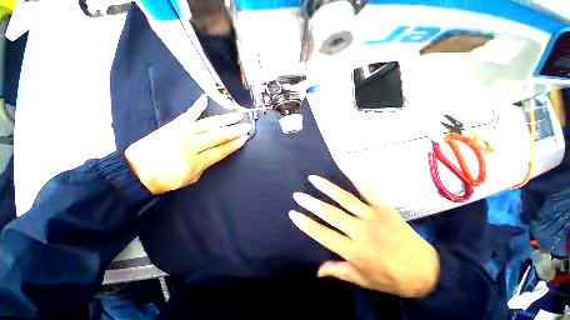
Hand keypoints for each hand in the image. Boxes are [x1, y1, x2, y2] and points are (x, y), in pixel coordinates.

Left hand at [124, 95, 250, 193]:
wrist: (134, 172)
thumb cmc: (164, 180)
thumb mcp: (190, 179)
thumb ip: (205, 165)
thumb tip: (214, 154)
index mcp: (196, 161)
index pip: (221, 151)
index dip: (234, 144)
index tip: (245, 138)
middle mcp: (190, 145)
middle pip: (218, 135)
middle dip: (235, 131)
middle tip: (247, 126)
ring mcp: (180, 133)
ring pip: (207, 124)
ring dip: (224, 119)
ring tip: (237, 115)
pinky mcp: (171, 126)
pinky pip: (187, 115)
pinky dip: (196, 107)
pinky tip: (205, 99)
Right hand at [289, 176, 439, 297]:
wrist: (425, 271)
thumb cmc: (391, 278)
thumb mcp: (362, 280)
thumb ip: (338, 272)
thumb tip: (317, 270)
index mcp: (352, 250)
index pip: (322, 234)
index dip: (306, 223)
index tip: (293, 213)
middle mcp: (359, 231)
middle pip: (330, 214)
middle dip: (311, 203)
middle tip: (297, 194)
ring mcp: (372, 217)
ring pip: (345, 199)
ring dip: (327, 188)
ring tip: (313, 179)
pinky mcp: (384, 208)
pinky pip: (370, 192)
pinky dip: (360, 180)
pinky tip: (351, 169)